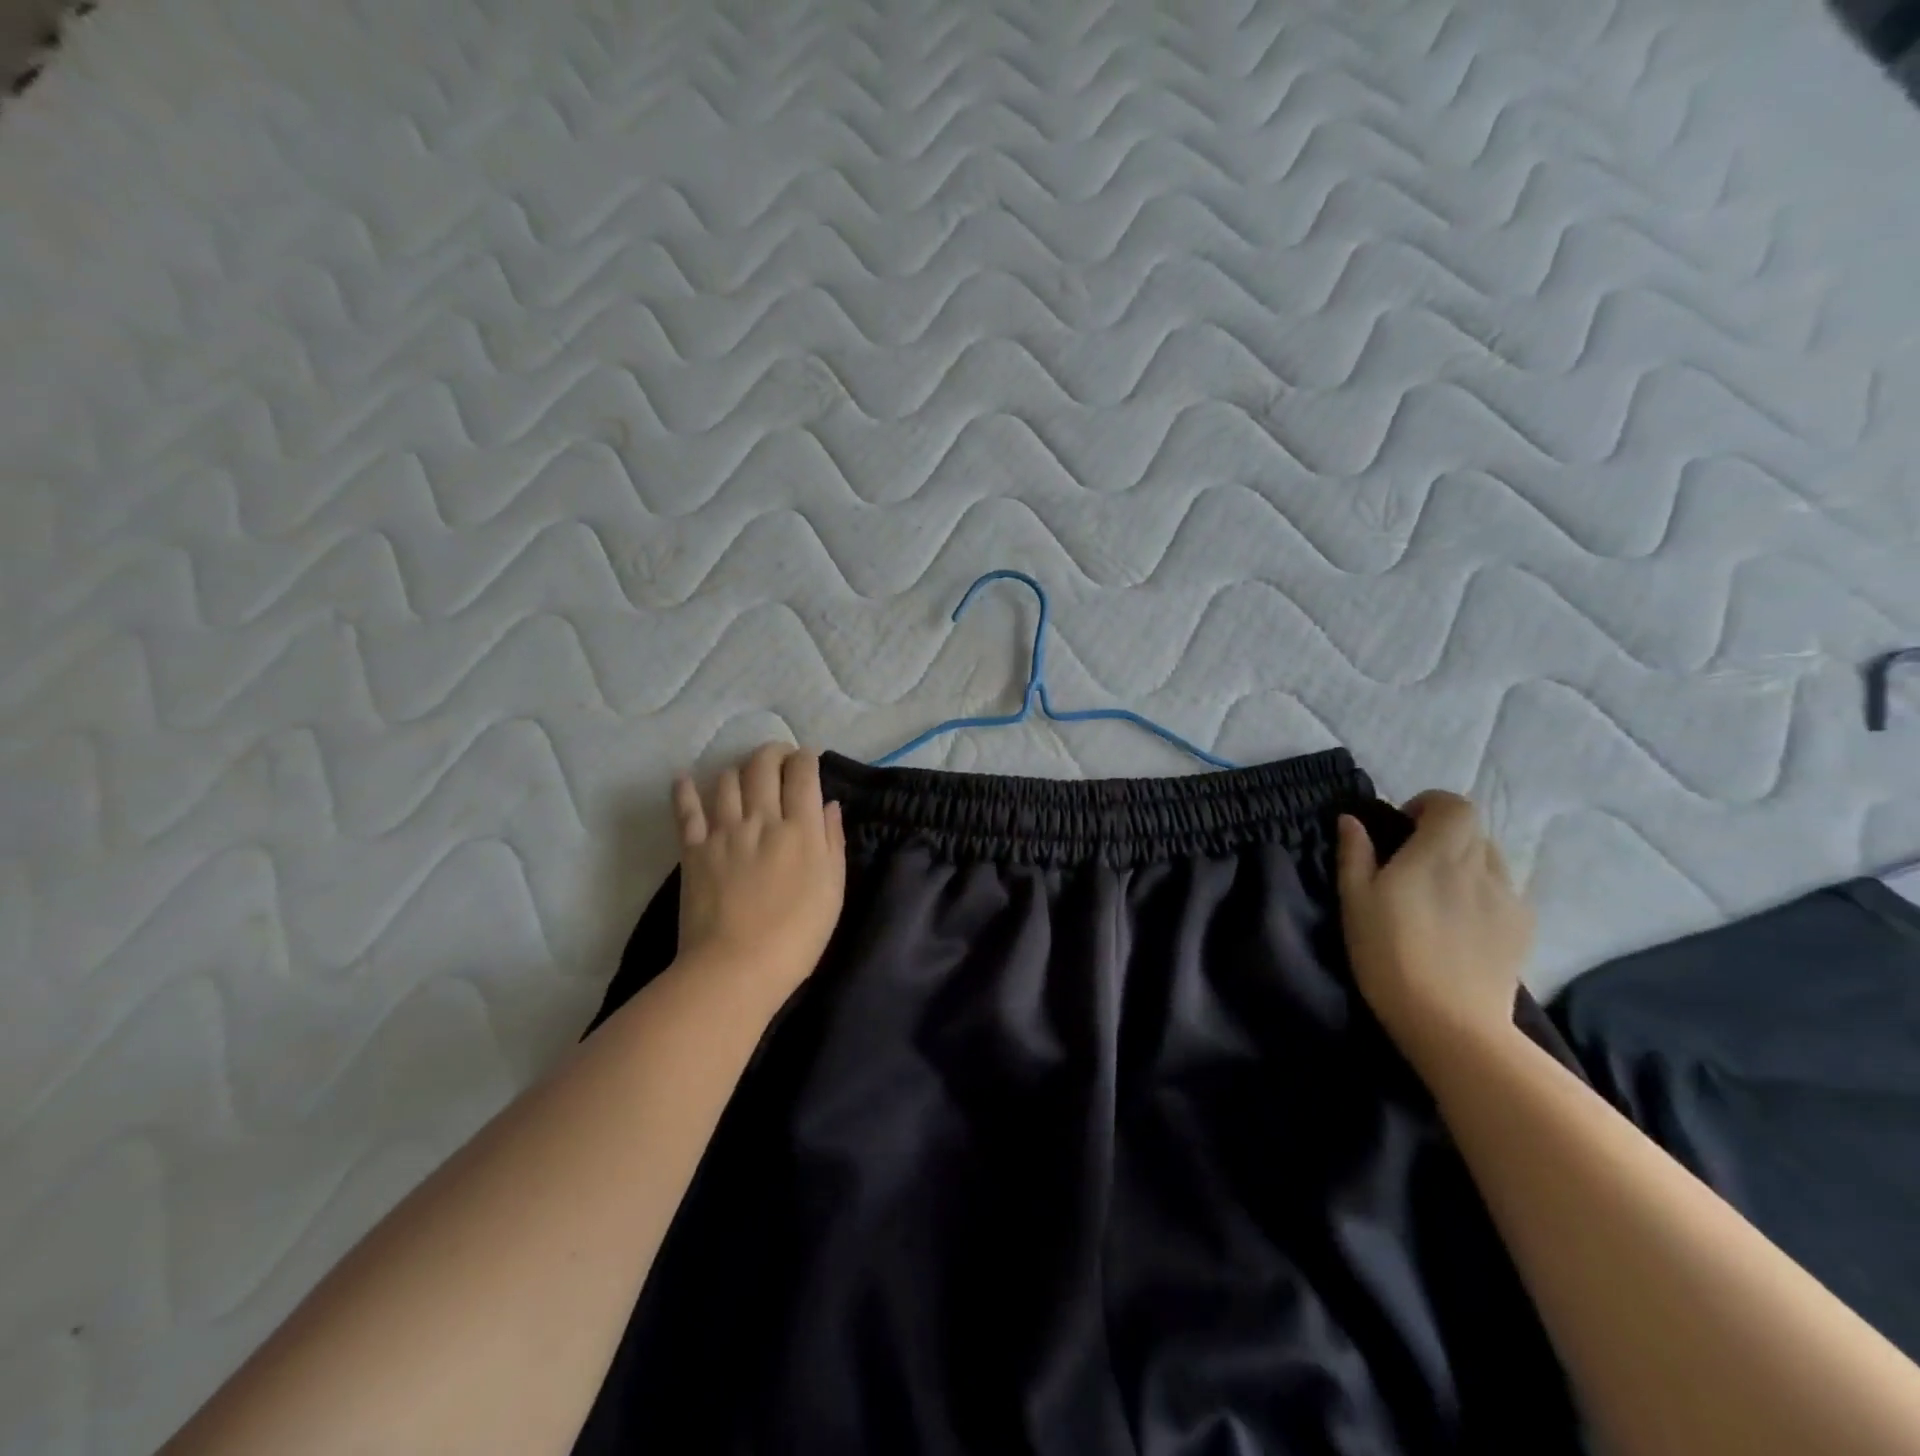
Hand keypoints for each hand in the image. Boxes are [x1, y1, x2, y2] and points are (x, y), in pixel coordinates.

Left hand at [672, 744, 846, 998]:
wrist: (736, 968)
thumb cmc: (796, 936)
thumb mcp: (833, 890)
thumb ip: (833, 843)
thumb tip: (829, 805)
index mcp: (801, 829)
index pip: (803, 774)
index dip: (806, 758)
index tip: (807, 758)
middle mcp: (762, 819)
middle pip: (763, 766)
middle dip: (773, 753)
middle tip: (780, 759)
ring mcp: (723, 832)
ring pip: (727, 780)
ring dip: (739, 770)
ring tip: (745, 777)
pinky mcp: (693, 850)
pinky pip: (686, 810)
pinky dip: (684, 790)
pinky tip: (684, 779)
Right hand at [1336, 792, 1531, 1064]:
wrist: (1450, 1023)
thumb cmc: (1388, 955)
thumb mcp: (1355, 901)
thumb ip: (1355, 854)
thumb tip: (1352, 821)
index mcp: (1438, 854)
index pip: (1453, 804)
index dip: (1429, 805)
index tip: (1402, 827)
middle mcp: (1481, 867)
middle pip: (1472, 830)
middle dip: (1443, 834)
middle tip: (1412, 863)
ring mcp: (1508, 898)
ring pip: (1490, 860)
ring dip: (1465, 863)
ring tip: (1438, 895)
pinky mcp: (1523, 929)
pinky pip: (1504, 892)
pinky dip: (1482, 893)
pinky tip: (1461, 925)